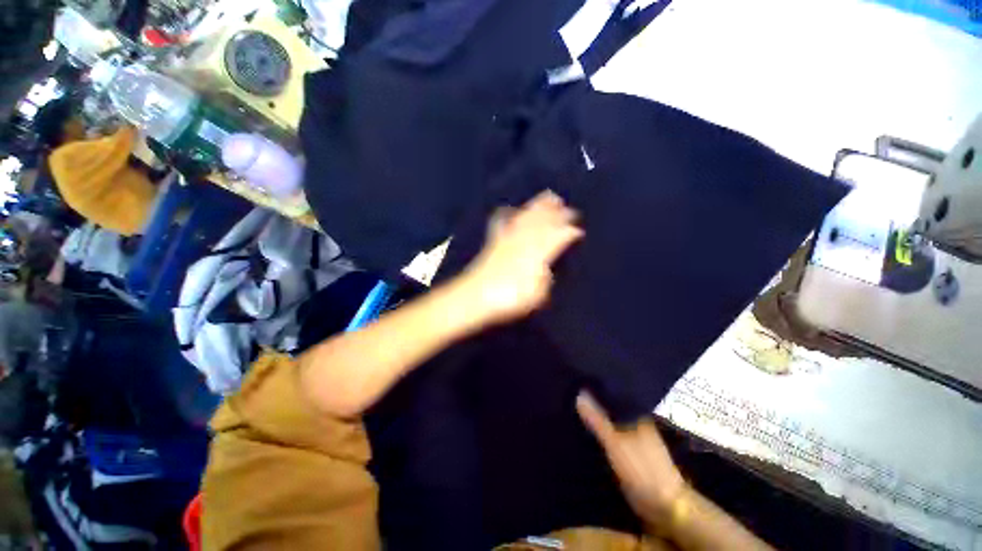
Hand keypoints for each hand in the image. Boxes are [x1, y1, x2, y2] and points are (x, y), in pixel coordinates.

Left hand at [456, 190, 583, 325]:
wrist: (476, 296)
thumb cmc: (510, 299)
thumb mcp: (537, 294)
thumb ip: (546, 278)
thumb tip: (546, 267)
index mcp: (538, 253)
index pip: (558, 237)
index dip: (569, 232)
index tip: (579, 230)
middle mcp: (525, 241)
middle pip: (544, 222)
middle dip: (558, 214)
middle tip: (569, 208)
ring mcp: (508, 238)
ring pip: (527, 217)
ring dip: (539, 206)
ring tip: (550, 197)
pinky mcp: (495, 241)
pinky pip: (502, 222)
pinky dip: (507, 214)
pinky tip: (511, 208)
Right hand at [576, 392, 686, 528]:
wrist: (664, 504)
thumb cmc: (641, 468)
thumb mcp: (615, 442)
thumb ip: (598, 419)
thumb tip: (579, 394)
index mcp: (635, 414)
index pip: (613, 392)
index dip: (596, 386)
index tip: (577, 379)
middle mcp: (634, 422)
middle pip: (609, 407)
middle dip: (593, 402)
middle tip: (570, 392)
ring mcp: (632, 437)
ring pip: (608, 421)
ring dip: (594, 417)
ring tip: (571, 406)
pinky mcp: (627, 452)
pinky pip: (609, 436)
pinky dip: (598, 432)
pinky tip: (584, 428)